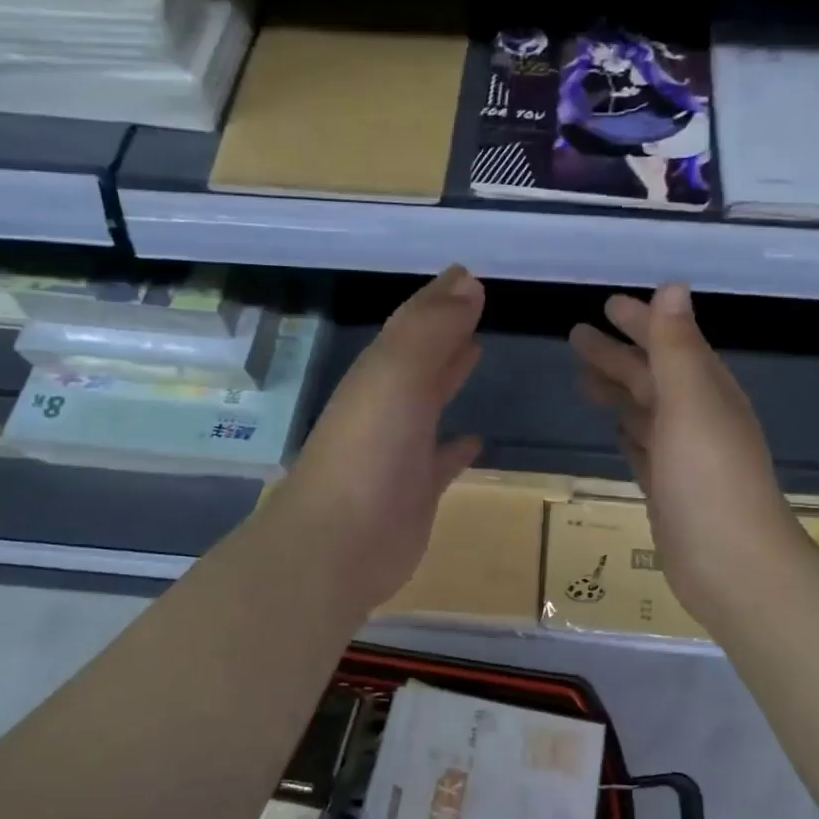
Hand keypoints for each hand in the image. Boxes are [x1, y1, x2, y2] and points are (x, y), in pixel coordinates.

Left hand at [273, 266, 484, 611]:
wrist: (339, 544)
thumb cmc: (369, 452)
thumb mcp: (397, 377)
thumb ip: (431, 330)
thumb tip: (468, 281)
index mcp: (378, 375)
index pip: (412, 324)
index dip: (439, 298)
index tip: (470, 275)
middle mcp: (386, 407)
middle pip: (419, 359)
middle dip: (444, 331)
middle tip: (476, 304)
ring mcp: (400, 451)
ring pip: (429, 402)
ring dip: (450, 376)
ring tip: (478, 351)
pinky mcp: (416, 493)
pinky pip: (442, 460)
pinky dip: (458, 446)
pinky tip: (477, 439)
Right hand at [570, 285, 804, 627]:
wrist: (731, 565)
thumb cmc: (708, 479)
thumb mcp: (690, 404)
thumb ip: (676, 348)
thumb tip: (672, 287)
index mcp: (705, 391)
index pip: (668, 344)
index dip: (640, 323)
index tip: (606, 305)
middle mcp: (697, 418)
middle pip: (651, 377)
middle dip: (617, 355)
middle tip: (575, 336)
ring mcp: (683, 457)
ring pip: (644, 412)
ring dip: (618, 392)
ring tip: (581, 379)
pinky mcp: (669, 490)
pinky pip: (644, 449)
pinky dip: (629, 434)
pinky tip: (615, 429)